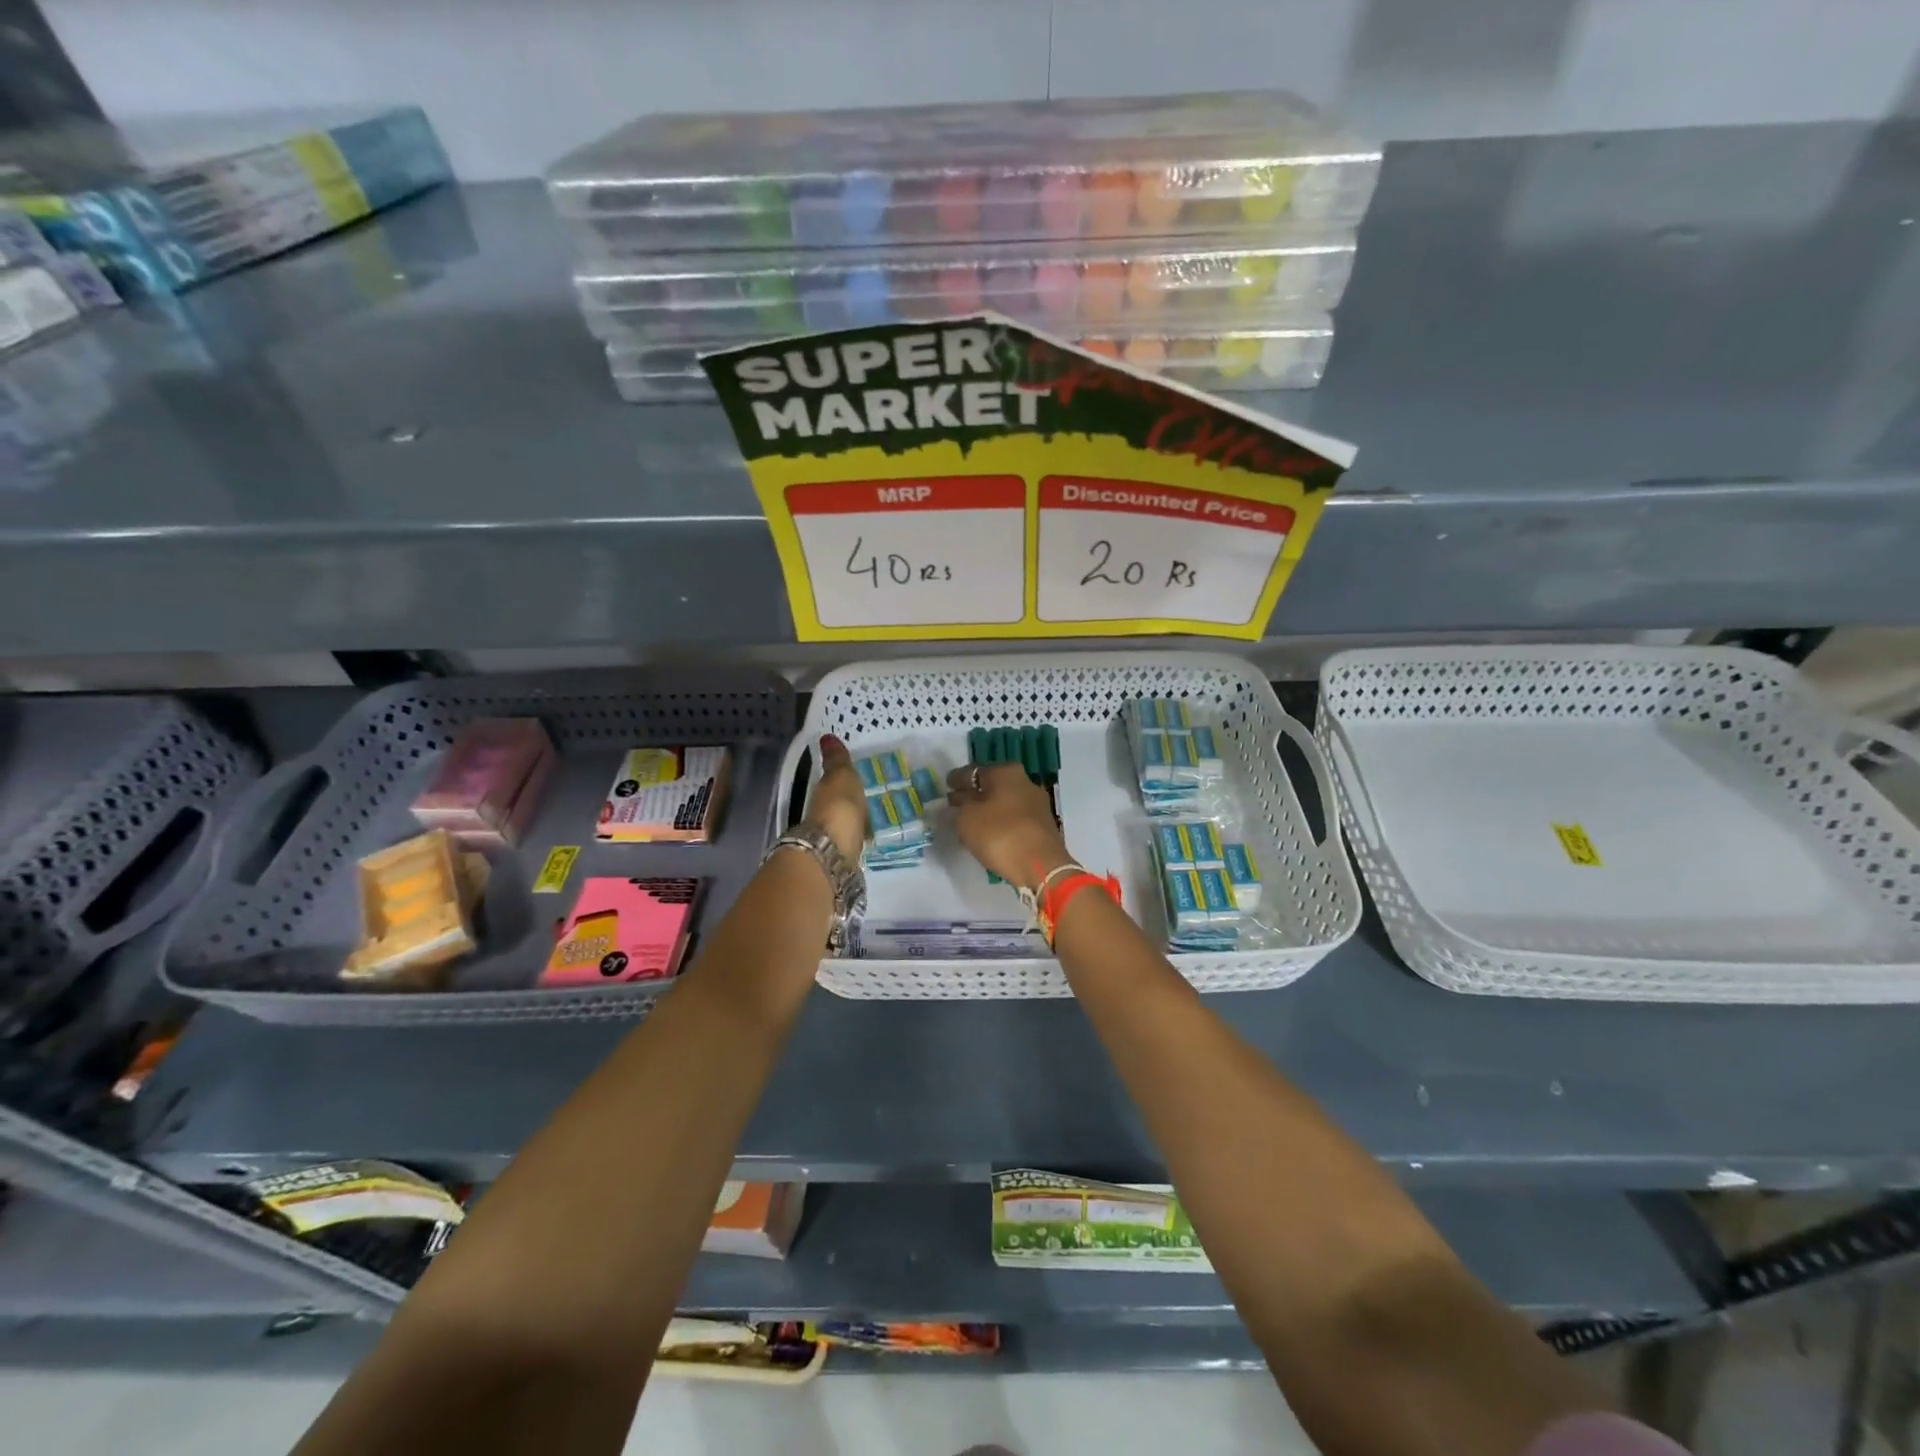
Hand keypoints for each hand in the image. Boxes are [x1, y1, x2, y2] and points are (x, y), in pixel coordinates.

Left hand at [804, 734, 867, 862]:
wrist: (834, 851)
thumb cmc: (839, 807)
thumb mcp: (841, 777)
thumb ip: (837, 760)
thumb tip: (826, 736)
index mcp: (824, 792)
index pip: (832, 784)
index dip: (841, 781)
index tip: (856, 778)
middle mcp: (824, 814)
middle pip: (838, 805)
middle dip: (850, 802)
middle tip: (869, 798)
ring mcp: (833, 837)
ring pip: (845, 823)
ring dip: (855, 820)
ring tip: (874, 818)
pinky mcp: (844, 856)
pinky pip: (853, 840)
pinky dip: (860, 836)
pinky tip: (871, 837)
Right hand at [945, 762, 1072, 890]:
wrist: (1041, 866)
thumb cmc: (999, 834)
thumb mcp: (967, 818)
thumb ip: (959, 804)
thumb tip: (959, 797)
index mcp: (1006, 772)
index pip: (973, 771)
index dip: (957, 780)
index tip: (946, 788)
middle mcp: (1025, 781)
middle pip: (991, 785)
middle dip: (974, 794)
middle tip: (956, 806)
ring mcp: (1037, 803)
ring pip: (1003, 802)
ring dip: (987, 810)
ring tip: (970, 823)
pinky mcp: (1042, 825)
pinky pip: (1014, 818)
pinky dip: (1000, 822)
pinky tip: (989, 833)